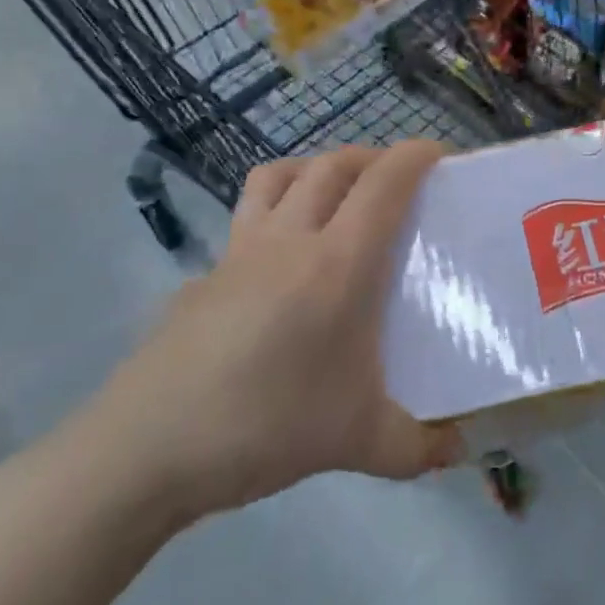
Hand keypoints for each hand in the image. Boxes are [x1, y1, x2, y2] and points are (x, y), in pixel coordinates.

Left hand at [83, 141, 463, 526]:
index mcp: (336, 265)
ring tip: (337, 195)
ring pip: (278, 176)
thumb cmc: (266, 427)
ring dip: (316, 168)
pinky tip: (279, 266)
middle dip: (371, 157)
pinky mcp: (203, 275)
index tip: (440, 153)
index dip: (414, 156)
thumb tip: (458, 451)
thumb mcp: (358, 443)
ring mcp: (237, 253)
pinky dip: (274, 214)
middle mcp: (288, 241)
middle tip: (396, 179)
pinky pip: (245, 220)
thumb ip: (418, 447)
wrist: (145, 449)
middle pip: (332, 166)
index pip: (382, 185)